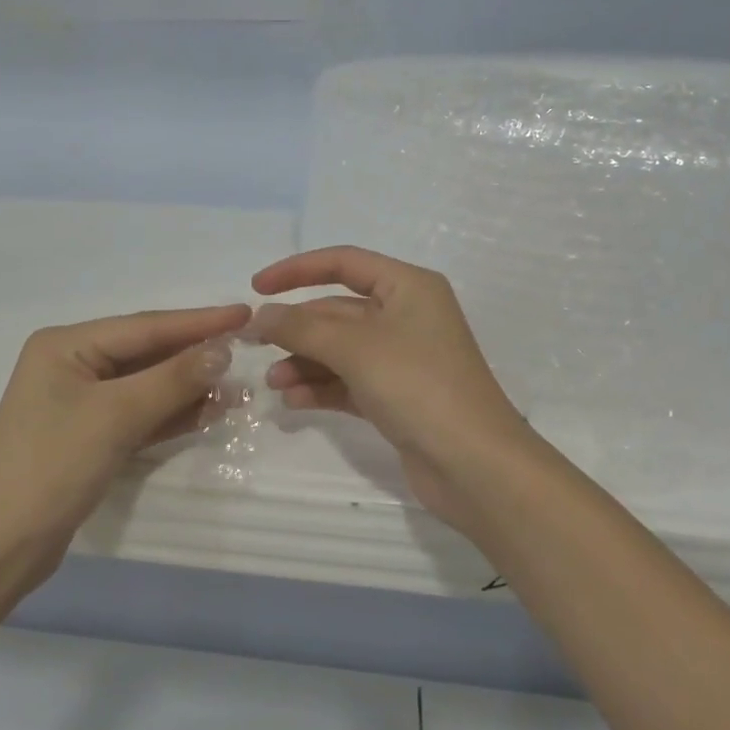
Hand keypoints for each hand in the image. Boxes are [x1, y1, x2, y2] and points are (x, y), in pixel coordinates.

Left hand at [0, 304, 249, 585]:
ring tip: (236, 388)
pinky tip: (208, 412)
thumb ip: (172, 379)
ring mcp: (80, 402)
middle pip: (147, 353)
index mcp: (66, 345)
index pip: (145, 326)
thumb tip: (223, 349)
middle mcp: (72, 364)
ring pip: (147, 385)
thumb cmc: (51, 466)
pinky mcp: (89, 436)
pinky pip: (139, 414)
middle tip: (246, 351)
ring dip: (188, 388)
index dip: (198, 322)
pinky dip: (171, 414)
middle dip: (195, 356)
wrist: (0, 548)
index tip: (244, 315)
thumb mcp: (116, 416)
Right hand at [249, 246, 537, 531]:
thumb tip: (261, 315)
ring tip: (273, 382)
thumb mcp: (355, 348)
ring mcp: (403, 359)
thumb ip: (302, 327)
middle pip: (339, 310)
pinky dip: (322, 387)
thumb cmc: (418, 386)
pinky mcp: (398, 397)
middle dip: (298, 328)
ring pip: (341, 349)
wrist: (475, 466)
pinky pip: (350, 381)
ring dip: (305, 361)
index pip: (344, 263)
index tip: (257, 287)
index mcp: (407, 287)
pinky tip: (293, 401)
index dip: (297, 270)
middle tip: (254, 344)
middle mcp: (407, 316)